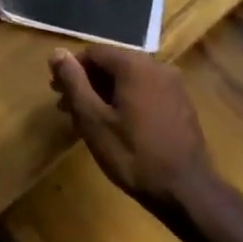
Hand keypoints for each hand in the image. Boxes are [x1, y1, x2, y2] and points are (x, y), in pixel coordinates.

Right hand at [49, 47, 224, 224]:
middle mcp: (157, 66)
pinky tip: (115, 124)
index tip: (56, 91)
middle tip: (67, 107)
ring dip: (104, 92)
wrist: (185, 189)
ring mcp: (173, 85)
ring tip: (87, 119)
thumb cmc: (132, 154)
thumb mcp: (93, 119)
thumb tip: (57, 52)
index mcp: (134, 65)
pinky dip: (125, 99)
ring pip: (129, 78)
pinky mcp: (180, 103)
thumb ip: (74, 82)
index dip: (70, 68)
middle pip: (112, 63)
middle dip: (86, 81)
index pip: (93, 52)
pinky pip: (144, 90)